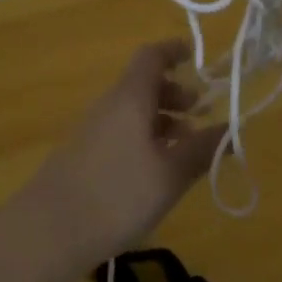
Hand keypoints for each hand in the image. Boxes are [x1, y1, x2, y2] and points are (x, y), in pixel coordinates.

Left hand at [16, 42, 226, 269]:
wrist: (48, 231)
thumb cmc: (117, 195)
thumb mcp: (170, 175)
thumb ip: (203, 150)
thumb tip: (233, 130)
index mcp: (129, 98)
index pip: (151, 56)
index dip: (174, 51)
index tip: (196, 57)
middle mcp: (108, 106)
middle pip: (143, 84)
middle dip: (175, 93)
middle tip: (202, 112)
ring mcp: (92, 130)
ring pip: (132, 110)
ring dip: (162, 119)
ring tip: (187, 146)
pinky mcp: (83, 155)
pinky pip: (120, 131)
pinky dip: (145, 137)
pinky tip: (157, 169)